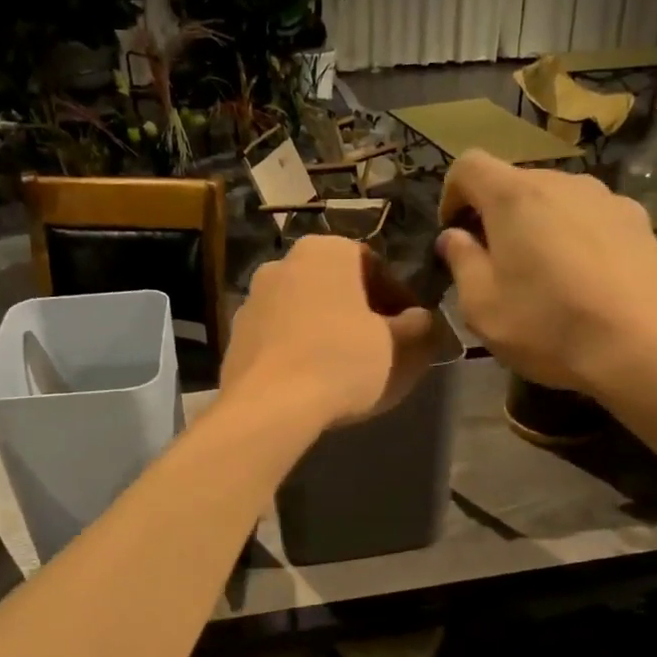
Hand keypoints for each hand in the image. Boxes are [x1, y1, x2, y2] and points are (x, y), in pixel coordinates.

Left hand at [222, 236, 437, 430]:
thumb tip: (422, 320)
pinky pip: (279, 338)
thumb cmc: (342, 362)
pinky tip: (311, 381)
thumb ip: (420, 327)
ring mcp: (252, 299)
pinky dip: (298, 351)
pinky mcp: (235, 337)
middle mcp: (283, 263)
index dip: (399, 299)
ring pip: (305, 311)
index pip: (374, 266)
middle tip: (381, 348)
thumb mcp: (402, 347)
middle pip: (336, 287)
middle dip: (360, 313)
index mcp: (325, 251)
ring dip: (327, 331)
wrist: (269, 405)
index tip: (411, 329)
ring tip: (345, 369)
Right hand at [437, 153, 656, 402]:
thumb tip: (454, 237)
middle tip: (495, 265)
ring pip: (557, 202)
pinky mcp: (641, 223)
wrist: (647, 347)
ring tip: (545, 277)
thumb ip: (461, 262)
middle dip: (497, 217)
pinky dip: (578, 240)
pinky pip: (593, 221)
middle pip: (516, 183)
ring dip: (539, 228)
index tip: (453, 234)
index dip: (451, 195)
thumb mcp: (482, 307)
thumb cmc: (549, 325)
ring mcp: (608, 199)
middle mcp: (563, 183)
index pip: (468, 165)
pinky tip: (587, 284)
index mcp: (515, 196)